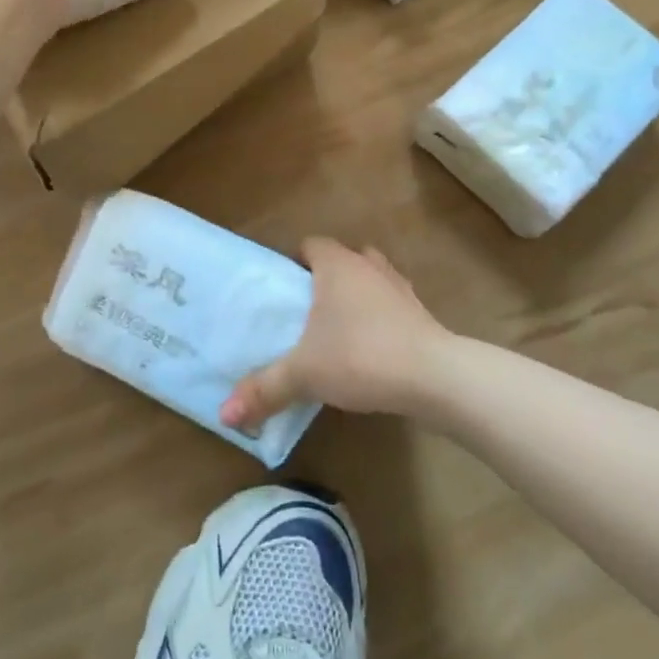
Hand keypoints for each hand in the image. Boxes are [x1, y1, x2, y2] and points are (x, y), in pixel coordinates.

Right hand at [221, 238, 455, 429]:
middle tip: (307, 311)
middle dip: (326, 279)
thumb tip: (223, 414)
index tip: (283, 290)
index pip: (311, 245)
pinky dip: (381, 318)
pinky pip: (392, 305)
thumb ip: (264, 389)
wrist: (434, 377)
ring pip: (371, 279)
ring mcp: (399, 287)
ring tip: (339, 328)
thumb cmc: (360, 357)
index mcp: (337, 265)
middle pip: (342, 259)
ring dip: (358, 295)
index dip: (295, 261)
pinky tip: (372, 348)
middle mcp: (369, 266)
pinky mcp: (421, 313)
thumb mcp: (304, 374)